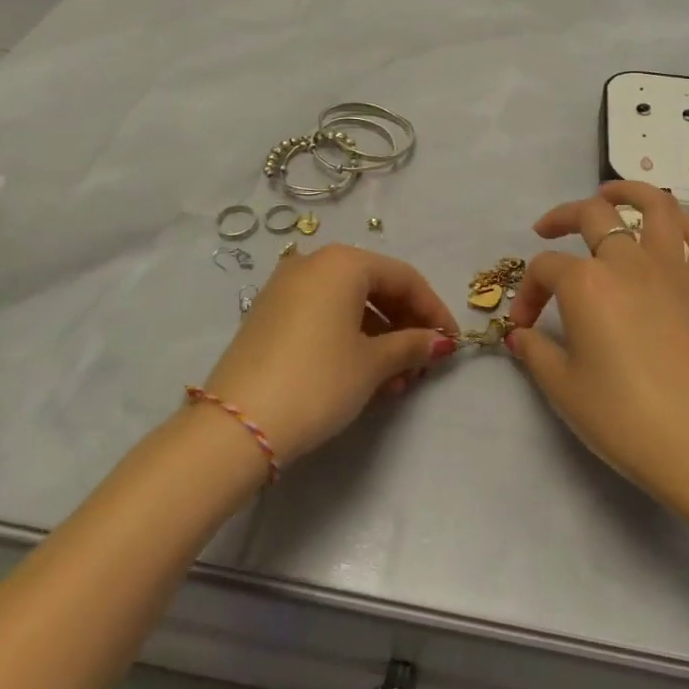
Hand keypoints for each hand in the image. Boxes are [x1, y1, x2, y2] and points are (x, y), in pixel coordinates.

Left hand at [198, 245, 459, 465]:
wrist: (237, 426)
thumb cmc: (318, 380)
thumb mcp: (373, 364)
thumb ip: (411, 345)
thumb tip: (440, 342)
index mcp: (342, 262)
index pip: (404, 278)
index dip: (433, 310)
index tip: (451, 342)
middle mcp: (312, 264)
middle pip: (375, 288)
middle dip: (405, 327)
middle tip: (423, 364)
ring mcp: (285, 289)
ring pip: (349, 307)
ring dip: (380, 340)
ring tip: (397, 382)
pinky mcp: (269, 317)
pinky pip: (323, 318)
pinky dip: (349, 341)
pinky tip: (365, 378)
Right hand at [504, 182, 688, 505]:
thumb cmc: (621, 416)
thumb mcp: (562, 387)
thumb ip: (535, 351)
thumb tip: (521, 335)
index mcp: (587, 283)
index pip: (546, 270)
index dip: (528, 293)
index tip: (523, 327)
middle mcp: (629, 262)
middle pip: (592, 216)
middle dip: (561, 218)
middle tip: (546, 231)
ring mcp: (672, 271)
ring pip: (657, 207)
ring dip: (630, 191)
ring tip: (610, 193)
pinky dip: (688, 225)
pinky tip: (672, 226)